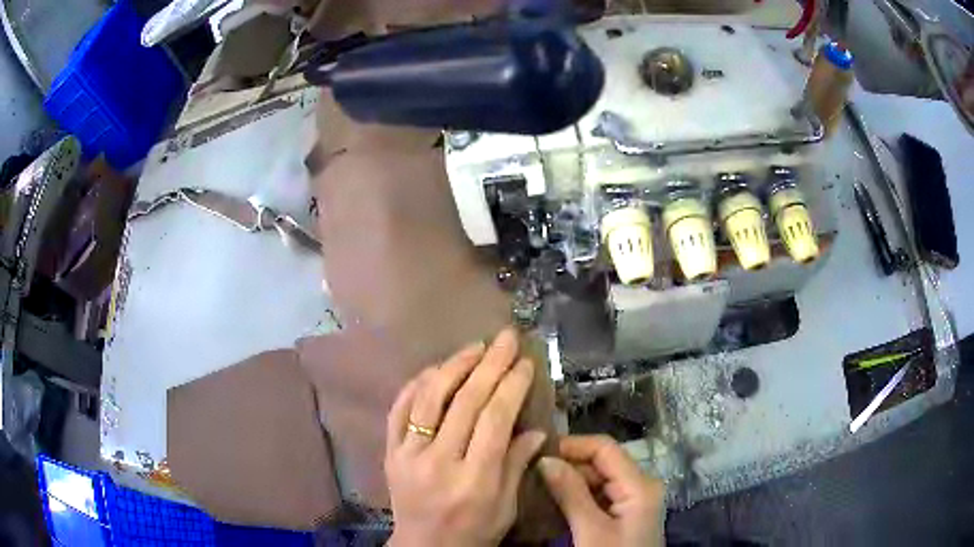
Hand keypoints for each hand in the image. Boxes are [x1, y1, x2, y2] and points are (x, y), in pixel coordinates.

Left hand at [384, 328, 546, 546]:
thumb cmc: (474, 531)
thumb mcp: (506, 507)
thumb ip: (517, 465)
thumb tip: (536, 429)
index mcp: (474, 479)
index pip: (495, 420)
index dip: (512, 386)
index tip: (525, 363)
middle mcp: (439, 462)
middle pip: (466, 402)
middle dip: (490, 364)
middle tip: (506, 338)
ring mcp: (408, 455)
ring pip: (429, 399)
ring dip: (454, 366)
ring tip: (475, 346)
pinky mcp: (390, 453)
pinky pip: (399, 411)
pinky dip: (416, 385)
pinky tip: (434, 369)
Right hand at [538, 435, 665, 546]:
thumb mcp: (590, 530)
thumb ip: (571, 494)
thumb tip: (545, 459)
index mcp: (640, 485)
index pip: (605, 448)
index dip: (572, 445)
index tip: (538, 452)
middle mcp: (641, 485)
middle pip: (602, 463)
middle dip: (568, 464)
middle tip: (532, 471)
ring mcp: (634, 500)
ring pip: (599, 479)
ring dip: (570, 481)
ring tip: (538, 484)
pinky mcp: (626, 514)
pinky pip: (600, 495)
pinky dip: (578, 496)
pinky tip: (555, 500)